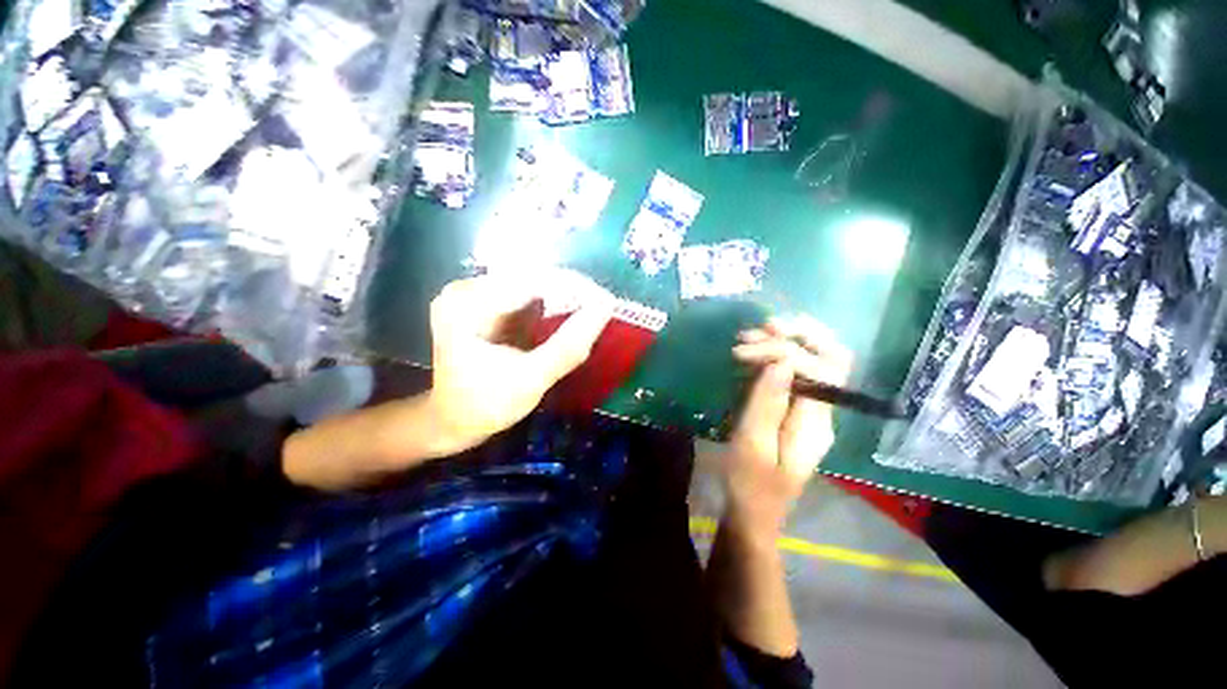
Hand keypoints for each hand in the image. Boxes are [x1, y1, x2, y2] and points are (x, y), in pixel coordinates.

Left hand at [426, 270, 614, 453]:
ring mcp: (474, 295)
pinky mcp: (486, 306)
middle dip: (571, 293)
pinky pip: (527, 297)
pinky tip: (569, 317)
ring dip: (564, 298)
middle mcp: (466, 289)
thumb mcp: (530, 379)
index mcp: (466, 304)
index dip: (574, 287)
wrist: (451, 423)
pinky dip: (551, 307)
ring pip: (532, 286)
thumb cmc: (484, 406)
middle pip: (531, 278)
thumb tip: (605, 308)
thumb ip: (568, 346)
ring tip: (591, 312)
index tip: (607, 302)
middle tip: (603, 308)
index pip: (530, 280)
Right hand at [717, 316, 852, 536]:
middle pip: (831, 358)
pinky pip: (796, 373)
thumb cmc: (750, 484)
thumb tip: (782, 362)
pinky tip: (755, 353)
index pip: (822, 369)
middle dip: (798, 335)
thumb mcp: (753, 445)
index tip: (746, 350)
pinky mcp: (796, 411)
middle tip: (760, 328)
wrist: (753, 513)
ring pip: (815, 361)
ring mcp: (812, 410)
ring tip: (750, 336)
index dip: (786, 351)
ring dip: (787, 342)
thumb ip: (768, 403)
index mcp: (817, 423)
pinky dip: (778, 355)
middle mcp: (824, 412)